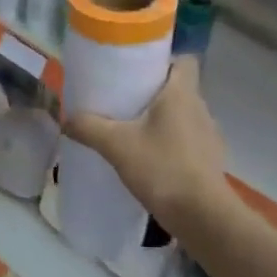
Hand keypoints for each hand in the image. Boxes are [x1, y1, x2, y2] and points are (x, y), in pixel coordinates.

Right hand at [63, 58, 227, 223]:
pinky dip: (171, 143)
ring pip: (183, 115)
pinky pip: (188, 140)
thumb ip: (89, 128)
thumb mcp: (117, 146)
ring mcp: (209, 135)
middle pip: (180, 88)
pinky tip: (150, 159)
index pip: (185, 60)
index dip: (165, 61)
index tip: (139, 72)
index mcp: (182, 93)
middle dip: (154, 92)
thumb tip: (66, 119)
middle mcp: (200, 108)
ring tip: (134, 131)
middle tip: (125, 101)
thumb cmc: (162, 168)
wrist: (202, 216)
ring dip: (162, 120)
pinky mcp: (210, 160)